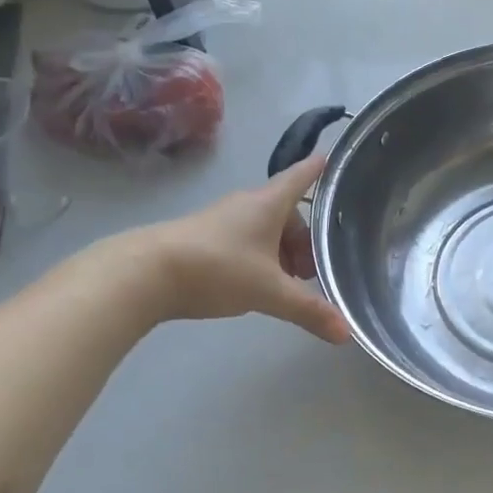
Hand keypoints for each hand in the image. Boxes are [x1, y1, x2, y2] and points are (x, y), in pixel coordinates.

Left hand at [140, 158, 348, 343]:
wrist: (146, 273)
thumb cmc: (218, 268)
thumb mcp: (270, 292)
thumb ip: (309, 310)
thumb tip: (346, 333)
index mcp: (268, 204)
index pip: (300, 177)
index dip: (317, 170)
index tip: (331, 159)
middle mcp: (246, 205)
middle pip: (286, 213)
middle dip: (304, 239)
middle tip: (313, 271)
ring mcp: (222, 221)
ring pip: (264, 230)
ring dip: (281, 252)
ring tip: (287, 284)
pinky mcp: (203, 239)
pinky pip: (244, 242)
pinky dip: (259, 258)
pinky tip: (256, 285)